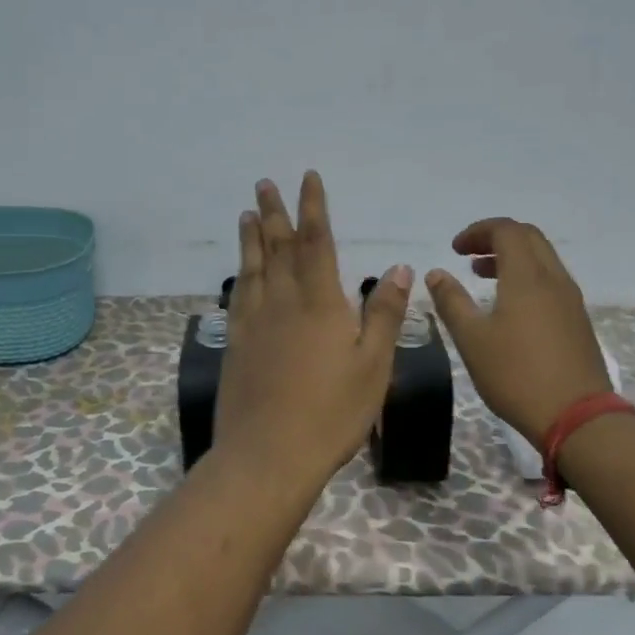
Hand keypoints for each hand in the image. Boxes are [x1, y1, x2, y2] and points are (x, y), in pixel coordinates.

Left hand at [213, 172, 412, 492]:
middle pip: (278, 248)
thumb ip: (383, 313)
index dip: (313, 208)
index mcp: (320, 303)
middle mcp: (283, 303)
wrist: (268, 456)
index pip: (316, 242)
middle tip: (264, 183)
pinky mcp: (236, 345)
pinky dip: (240, 276)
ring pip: (253, 269)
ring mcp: (254, 324)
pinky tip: (240, 273)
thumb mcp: (373, 366)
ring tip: (247, 214)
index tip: (307, 178)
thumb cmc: (331, 414)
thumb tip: (398, 267)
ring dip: (252, 238)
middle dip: (274, 213)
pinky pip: (238, 298)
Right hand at [426, 218, 611, 444]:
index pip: (506, 230)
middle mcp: (554, 279)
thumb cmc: (516, 375)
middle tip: (468, 256)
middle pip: (529, 238)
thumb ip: (451, 302)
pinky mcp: (578, 320)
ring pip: (543, 259)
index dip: (478, 231)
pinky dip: (527, 277)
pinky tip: (509, 305)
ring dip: (512, 258)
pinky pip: (551, 281)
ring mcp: (571, 300)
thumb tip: (436, 273)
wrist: (577, 417)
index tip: (455, 249)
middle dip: (496, 238)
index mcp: (527, 277)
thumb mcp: (472, 339)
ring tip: (483, 276)